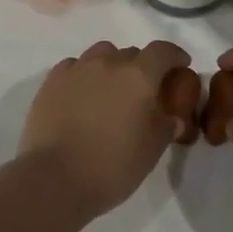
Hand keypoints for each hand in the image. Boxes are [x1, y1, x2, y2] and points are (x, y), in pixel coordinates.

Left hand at [19, 40, 190, 218]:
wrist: (54, 179)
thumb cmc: (111, 167)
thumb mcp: (150, 152)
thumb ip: (165, 128)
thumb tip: (172, 117)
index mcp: (138, 77)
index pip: (162, 51)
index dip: (174, 55)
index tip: (180, 65)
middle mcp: (108, 63)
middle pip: (131, 53)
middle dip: (142, 67)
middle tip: (142, 91)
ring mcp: (77, 69)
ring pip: (101, 53)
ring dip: (112, 65)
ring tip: (110, 89)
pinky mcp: (52, 81)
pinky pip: (75, 65)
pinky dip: (84, 73)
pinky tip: (82, 93)